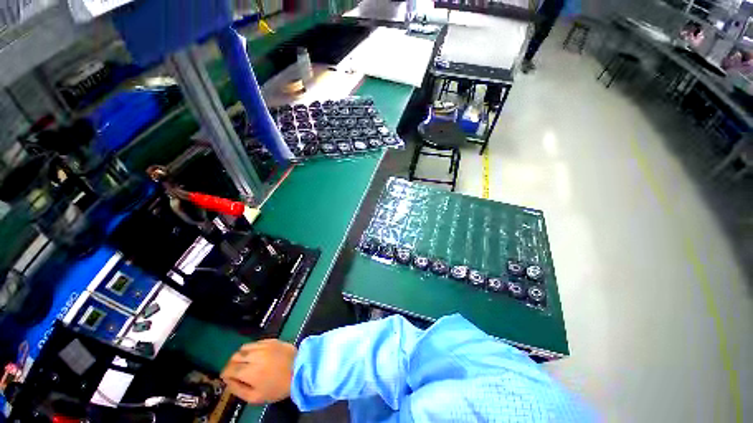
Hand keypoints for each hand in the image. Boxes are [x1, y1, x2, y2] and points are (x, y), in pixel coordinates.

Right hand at [220, 339, 296, 403]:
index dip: (225, 373)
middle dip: (232, 364)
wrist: (300, 370)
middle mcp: (255, 355)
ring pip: (245, 347)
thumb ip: (238, 390)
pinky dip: (253, 348)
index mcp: (250, 371)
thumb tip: (229, 381)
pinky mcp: (273, 340)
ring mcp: (265, 346)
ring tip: (247, 362)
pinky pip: (257, 342)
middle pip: (235, 356)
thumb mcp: (255, 397)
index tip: (227, 377)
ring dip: (242, 354)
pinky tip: (257, 355)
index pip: (229, 368)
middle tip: (236, 371)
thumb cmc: (278, 387)